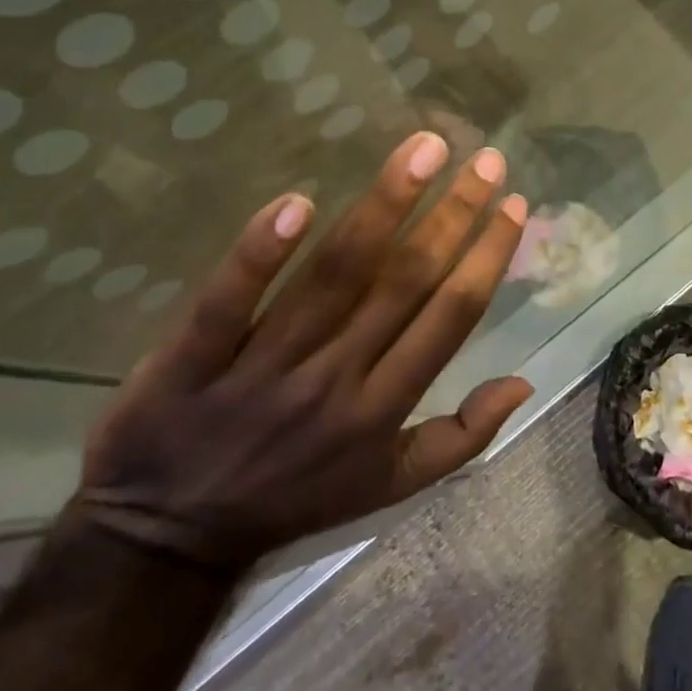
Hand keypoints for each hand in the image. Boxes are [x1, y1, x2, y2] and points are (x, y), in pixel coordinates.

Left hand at [72, 132, 532, 574]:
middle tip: (485, 159)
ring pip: (334, 277)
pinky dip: (260, 253)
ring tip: (424, 150)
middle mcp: (335, 380)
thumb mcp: (390, 487)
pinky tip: (297, 202)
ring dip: (384, 206)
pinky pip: (229, 301)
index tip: (513, 204)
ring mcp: (264, 367)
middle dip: (454, 214)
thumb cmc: (292, 497)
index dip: (487, 257)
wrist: (166, 540)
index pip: (451, 317)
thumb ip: (461, 437)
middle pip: (404, 282)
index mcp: (383, 409)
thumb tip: (524, 380)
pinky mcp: (193, 358)